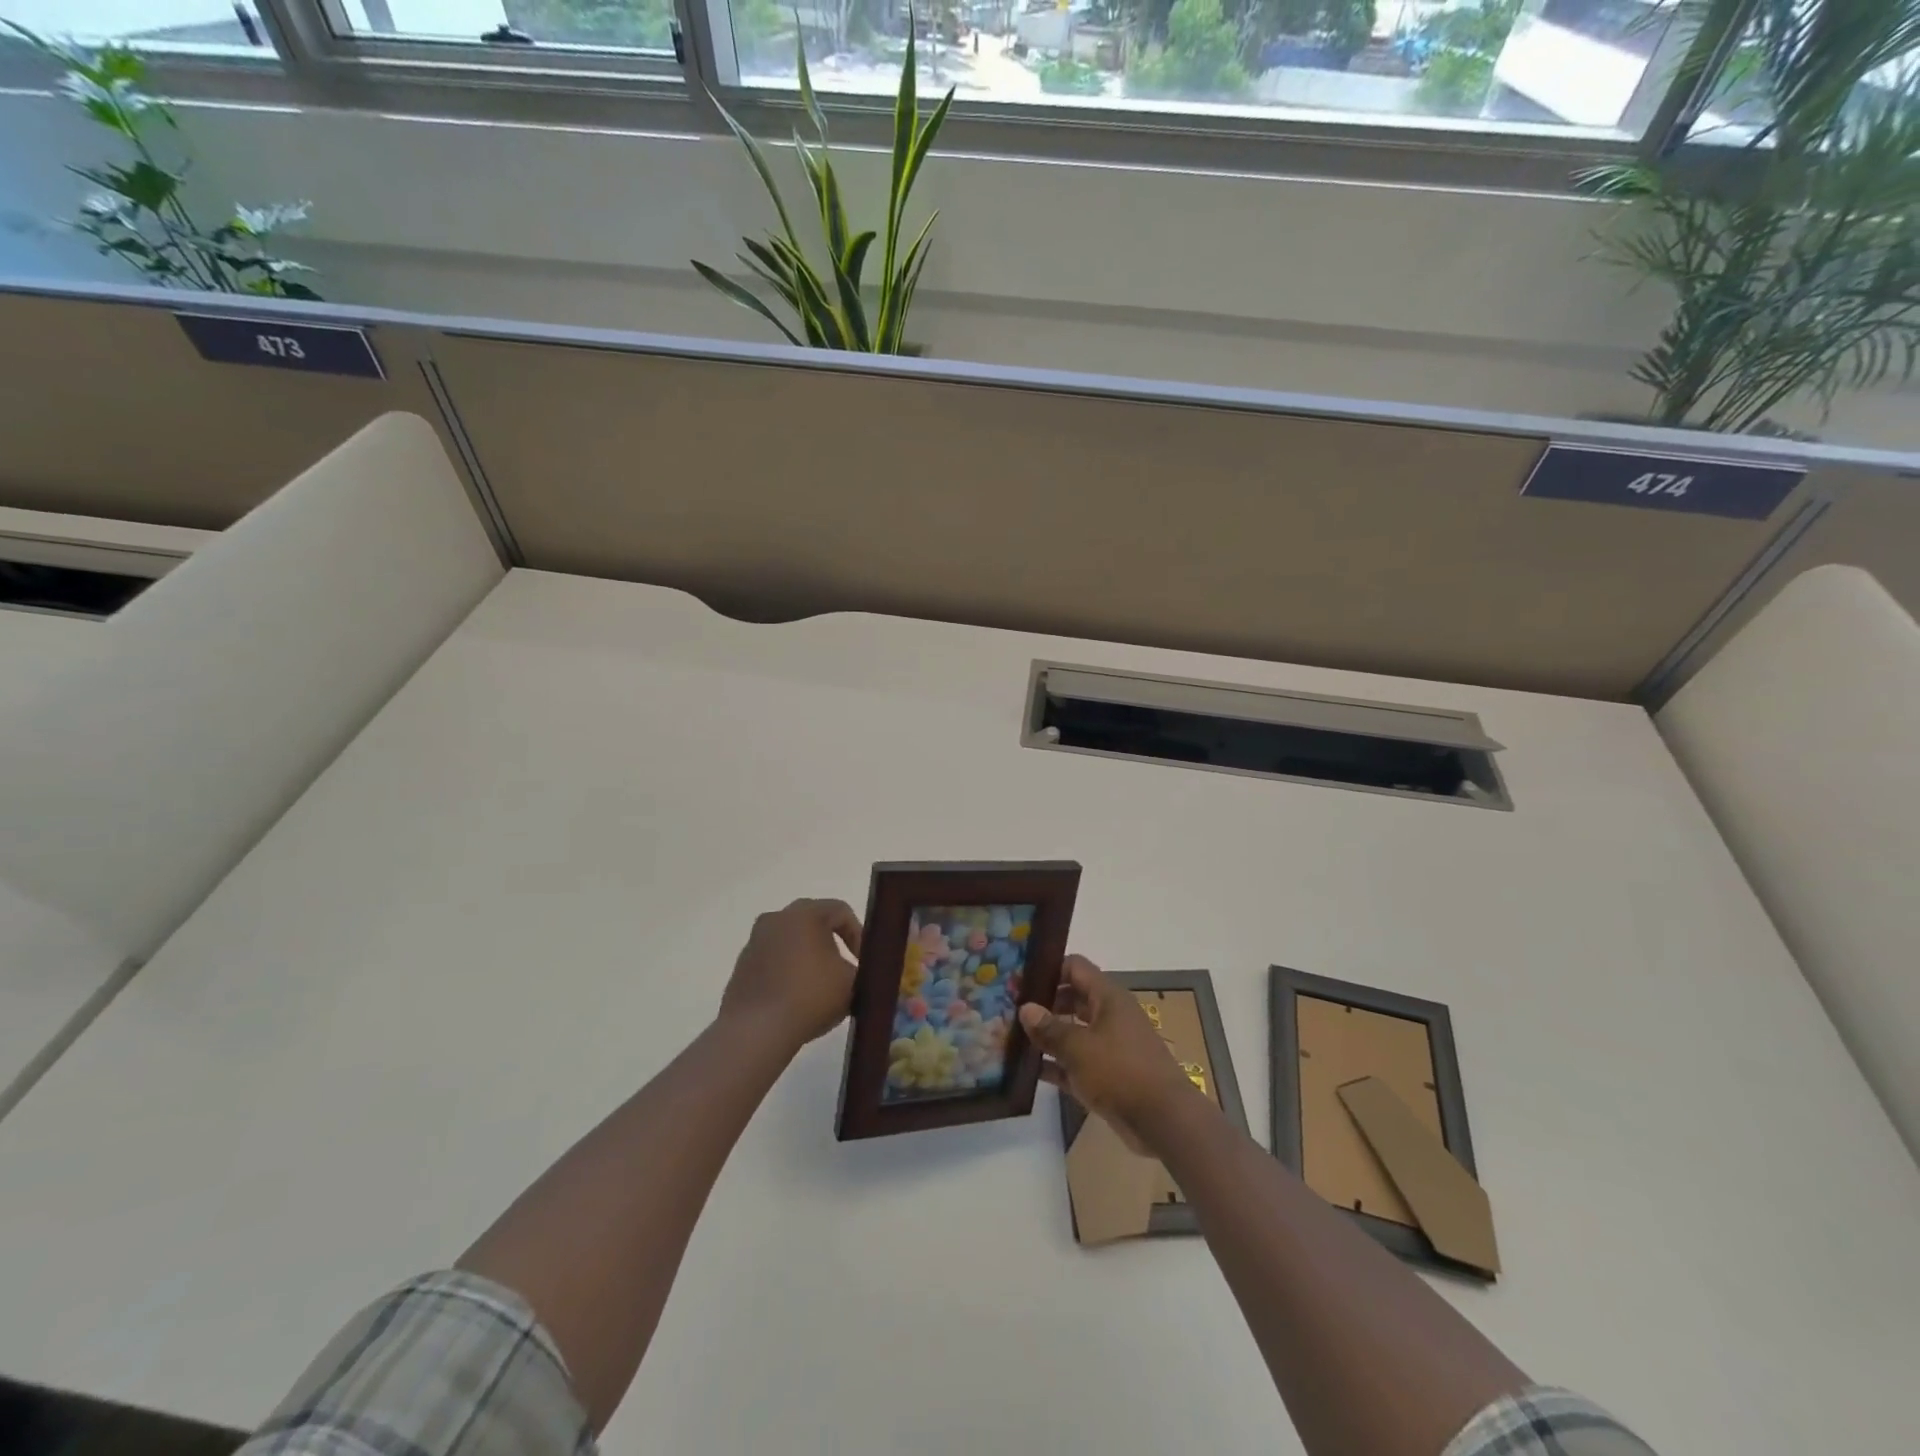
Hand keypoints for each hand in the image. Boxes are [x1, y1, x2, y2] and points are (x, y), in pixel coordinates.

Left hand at [720, 899, 862, 1051]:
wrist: (756, 1030)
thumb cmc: (810, 996)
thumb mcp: (852, 983)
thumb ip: (862, 970)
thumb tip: (860, 973)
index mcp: (805, 913)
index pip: (841, 911)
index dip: (858, 935)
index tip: (864, 962)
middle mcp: (777, 918)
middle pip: (813, 922)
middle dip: (832, 942)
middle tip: (844, 968)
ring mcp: (755, 941)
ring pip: (790, 941)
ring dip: (808, 957)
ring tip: (820, 986)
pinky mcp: (742, 965)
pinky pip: (773, 960)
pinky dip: (787, 971)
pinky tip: (795, 998)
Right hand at [1019, 955, 1202, 1154]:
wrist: (1164, 1121)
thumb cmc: (1121, 1072)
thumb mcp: (1079, 1048)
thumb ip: (1049, 1028)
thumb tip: (1025, 1008)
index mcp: (1107, 997)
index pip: (1074, 967)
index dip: (1048, 969)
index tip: (1020, 979)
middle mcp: (1109, 1015)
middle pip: (1071, 998)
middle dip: (1043, 1003)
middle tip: (1010, 1010)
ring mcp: (1109, 1045)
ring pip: (1072, 1031)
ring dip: (1047, 1035)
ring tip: (1012, 1038)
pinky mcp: (1107, 1074)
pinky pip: (1076, 1062)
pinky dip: (1056, 1064)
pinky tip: (1028, 1071)